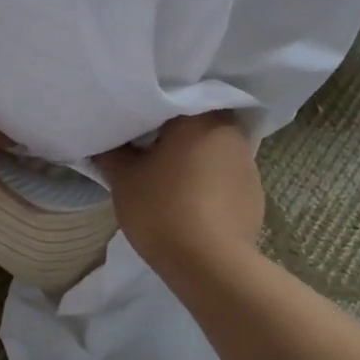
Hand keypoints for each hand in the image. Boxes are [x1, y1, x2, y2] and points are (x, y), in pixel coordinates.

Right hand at [95, 113, 263, 271]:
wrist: (210, 264)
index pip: (175, 95)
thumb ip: (110, 152)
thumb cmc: (162, 209)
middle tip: (147, 146)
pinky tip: (192, 202)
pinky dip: (209, 182)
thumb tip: (103, 139)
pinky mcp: (256, 194)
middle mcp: (230, 132)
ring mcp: (248, 164)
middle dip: (174, 132)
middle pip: (197, 121)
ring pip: (213, 149)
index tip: (135, 120)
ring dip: (194, 157)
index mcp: (199, 117)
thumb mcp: (123, 179)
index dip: (152, 107)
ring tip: (169, 176)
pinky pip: (225, 176)